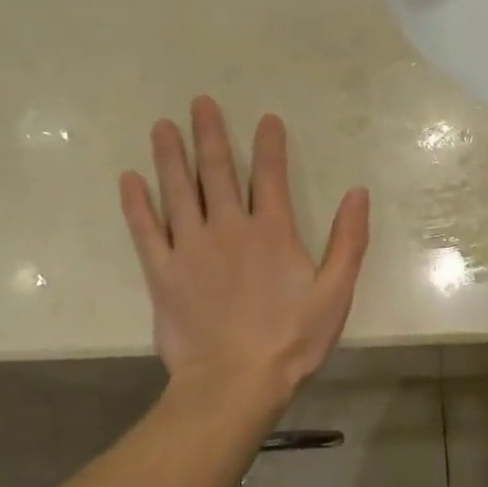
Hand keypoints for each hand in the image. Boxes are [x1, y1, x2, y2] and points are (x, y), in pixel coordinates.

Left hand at [120, 97, 369, 400]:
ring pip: (178, 191)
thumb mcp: (336, 293)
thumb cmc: (292, 340)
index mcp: (273, 233)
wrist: (235, 383)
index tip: (265, 118)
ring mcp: (191, 248)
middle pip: (217, 172)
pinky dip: (137, 203)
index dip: (269, 144)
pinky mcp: (163, 273)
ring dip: (170, 156)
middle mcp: (229, 229)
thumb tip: (358, 193)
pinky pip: (145, 230)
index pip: (271, 176)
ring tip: (162, 126)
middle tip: (199, 102)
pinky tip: (129, 179)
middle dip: (209, 134)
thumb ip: (349, 241)